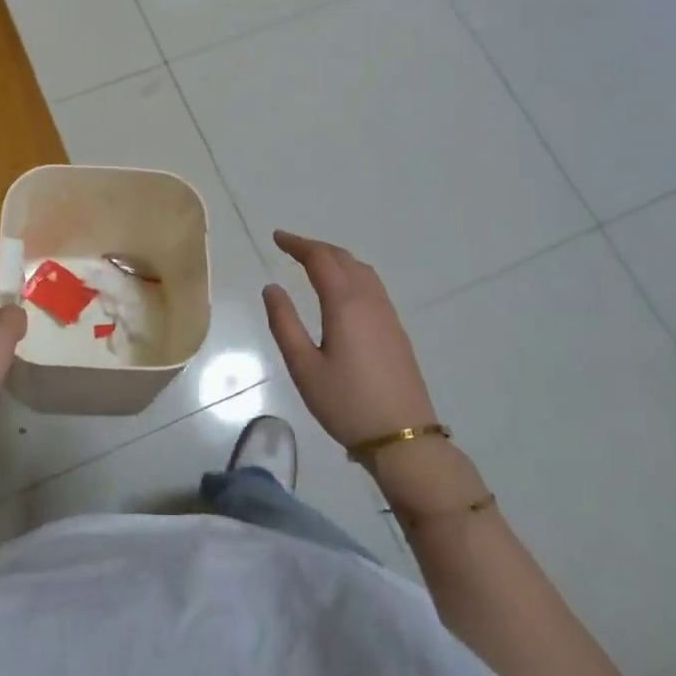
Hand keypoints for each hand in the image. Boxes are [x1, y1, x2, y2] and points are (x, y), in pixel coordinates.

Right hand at [262, 230, 440, 451]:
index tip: (277, 237)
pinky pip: (372, 286)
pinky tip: (342, 291)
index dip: (297, 244)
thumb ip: (284, 323)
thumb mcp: (304, 367)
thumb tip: (271, 288)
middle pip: (343, 258)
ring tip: (314, 263)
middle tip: (290, 247)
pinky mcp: (396, 330)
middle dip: (315, 247)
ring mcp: (387, 314)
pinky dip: (351, 273)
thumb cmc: (346, 404)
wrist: (404, 439)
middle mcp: (369, 300)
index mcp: (344, 304)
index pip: (320, 259)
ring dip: (336, 258)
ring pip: (362, 270)